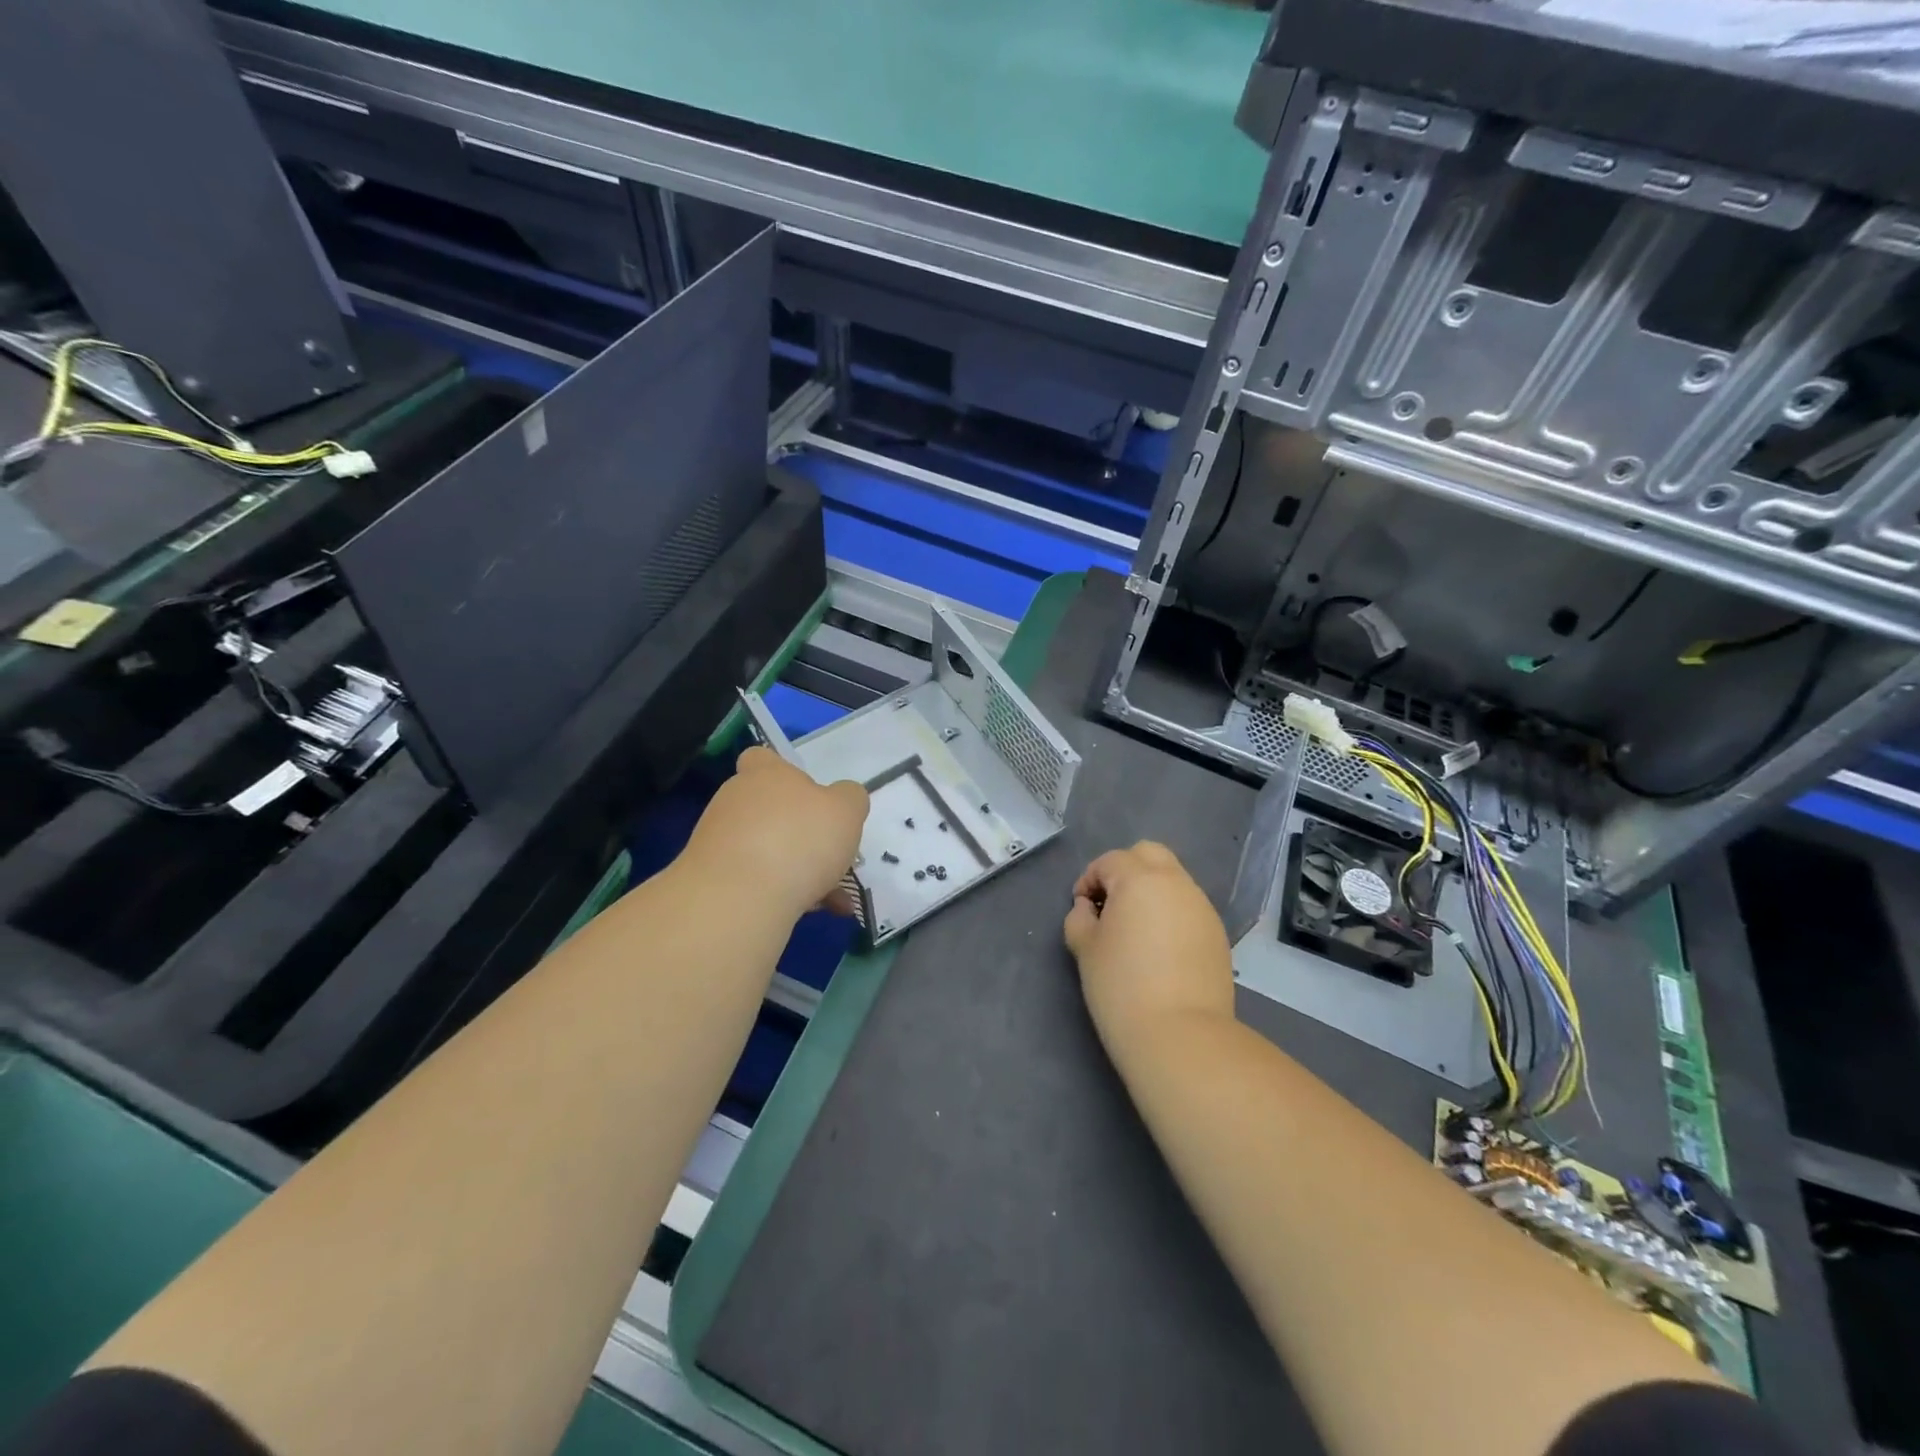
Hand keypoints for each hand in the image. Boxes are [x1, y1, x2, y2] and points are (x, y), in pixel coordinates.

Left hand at [682, 747, 869, 917]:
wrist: (738, 898)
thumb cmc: (799, 839)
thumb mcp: (846, 810)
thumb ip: (850, 798)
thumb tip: (842, 799)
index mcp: (766, 775)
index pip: (761, 758)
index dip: (782, 772)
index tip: (807, 796)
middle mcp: (736, 801)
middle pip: (770, 810)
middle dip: (801, 834)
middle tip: (832, 858)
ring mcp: (718, 841)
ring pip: (767, 851)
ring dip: (798, 871)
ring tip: (833, 899)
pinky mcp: (712, 880)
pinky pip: (756, 882)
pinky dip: (783, 894)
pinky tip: (810, 913)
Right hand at [1063, 842, 1234, 1048]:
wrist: (1180, 1035)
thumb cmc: (1121, 987)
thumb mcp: (1085, 949)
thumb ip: (1079, 918)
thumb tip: (1089, 908)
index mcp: (1140, 879)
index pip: (1110, 861)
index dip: (1089, 880)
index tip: (1082, 910)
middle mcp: (1175, 883)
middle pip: (1148, 854)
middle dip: (1125, 870)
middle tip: (1110, 905)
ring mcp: (1201, 907)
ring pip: (1173, 879)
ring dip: (1151, 891)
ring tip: (1136, 930)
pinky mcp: (1218, 933)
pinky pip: (1188, 907)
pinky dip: (1171, 913)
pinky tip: (1160, 949)